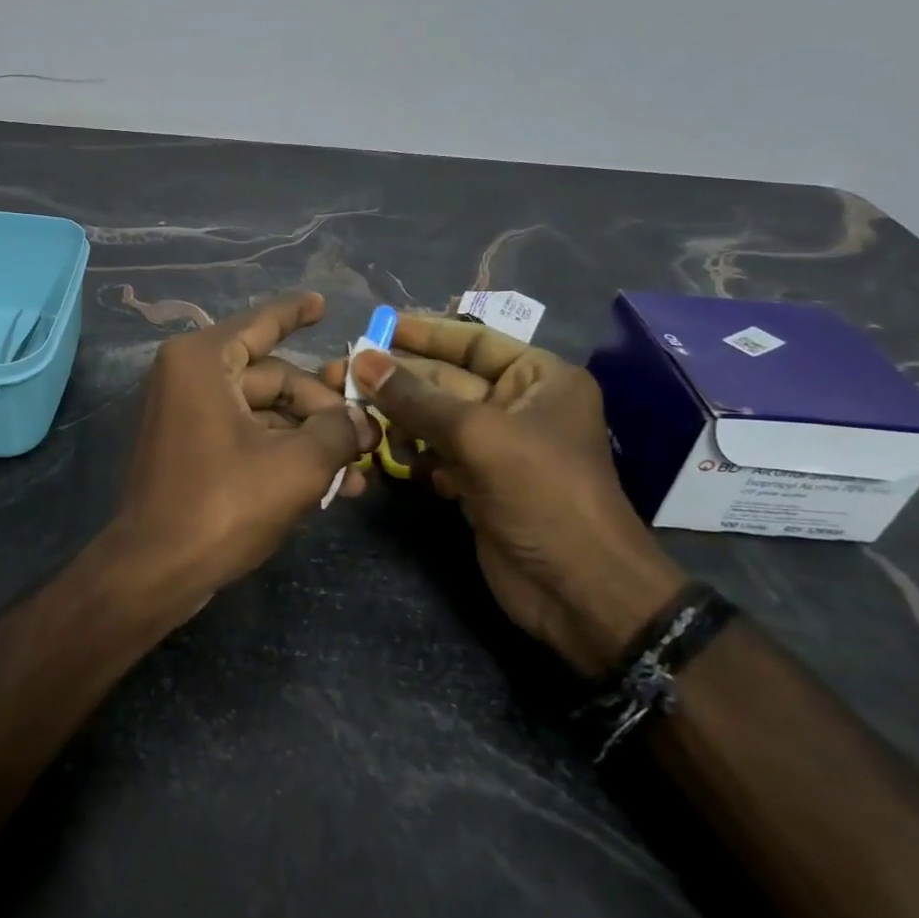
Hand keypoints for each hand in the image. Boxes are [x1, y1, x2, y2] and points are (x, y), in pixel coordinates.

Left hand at [108, 293, 376, 622]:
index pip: (261, 323)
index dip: (296, 313)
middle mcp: (191, 377)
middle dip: (324, 407)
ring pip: (265, 412)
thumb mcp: (296, 465)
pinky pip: (248, 436)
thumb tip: (364, 420)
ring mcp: (188, 414)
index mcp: (204, 361)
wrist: (155, 571)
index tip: (322, 303)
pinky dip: (284, 453)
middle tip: (370, 434)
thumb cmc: (222, 504)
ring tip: (359, 470)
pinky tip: (329, 485)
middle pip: (274, 377)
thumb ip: (338, 431)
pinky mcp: (192, 449)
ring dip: (311, 438)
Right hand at [332, 315, 686, 676]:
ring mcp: (496, 447)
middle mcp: (517, 405)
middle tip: (339, 373)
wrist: (579, 591)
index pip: (473, 341)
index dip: (424, 333)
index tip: (378, 326)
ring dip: (395, 417)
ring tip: (352, 413)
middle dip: (396, 379)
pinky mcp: (477, 483)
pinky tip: (383, 453)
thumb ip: (416, 398)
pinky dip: (409, 453)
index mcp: (539, 378)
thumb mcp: (478, 436)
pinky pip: (434, 454)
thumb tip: (361, 361)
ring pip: (433, 419)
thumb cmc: (542, 495)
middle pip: (444, 380)